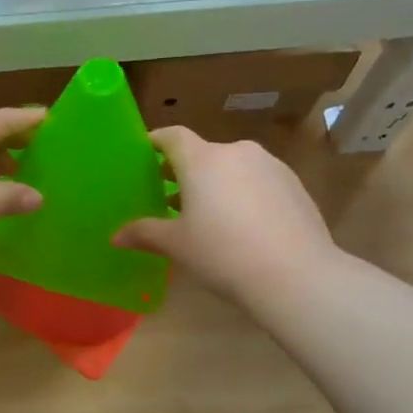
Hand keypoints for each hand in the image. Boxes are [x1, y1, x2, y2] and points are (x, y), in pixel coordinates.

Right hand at [114, 127, 337, 303]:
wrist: (297, 275)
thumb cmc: (223, 253)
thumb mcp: (177, 245)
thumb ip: (144, 233)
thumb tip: (115, 236)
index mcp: (203, 159)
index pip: (172, 136)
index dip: (156, 142)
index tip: (144, 155)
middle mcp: (237, 153)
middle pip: (204, 154)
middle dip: (185, 172)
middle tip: (170, 197)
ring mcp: (271, 167)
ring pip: (234, 168)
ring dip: (217, 184)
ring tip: (208, 216)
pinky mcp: (295, 186)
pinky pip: (259, 182)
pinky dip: (245, 195)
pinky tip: (244, 227)